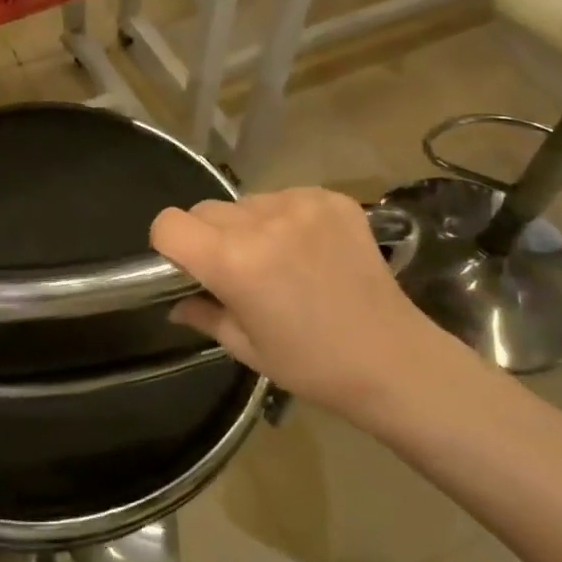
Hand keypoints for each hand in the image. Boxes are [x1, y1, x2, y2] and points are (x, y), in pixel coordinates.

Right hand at [150, 188, 458, 423]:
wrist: (393, 360)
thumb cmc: (311, 364)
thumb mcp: (245, 347)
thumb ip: (202, 314)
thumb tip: (174, 303)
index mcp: (233, 261)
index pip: (169, 223)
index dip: (168, 244)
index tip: (185, 266)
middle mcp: (262, 221)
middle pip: (206, 209)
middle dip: (208, 236)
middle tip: (235, 271)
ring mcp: (301, 204)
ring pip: (246, 202)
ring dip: (248, 225)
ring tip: (279, 260)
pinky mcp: (331, 199)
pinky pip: (285, 197)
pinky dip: (285, 218)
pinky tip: (309, 250)